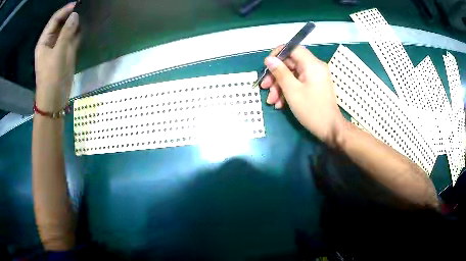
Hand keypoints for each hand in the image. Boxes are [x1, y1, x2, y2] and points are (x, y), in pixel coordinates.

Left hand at [35, 2, 79, 111]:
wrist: (54, 99)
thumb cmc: (52, 76)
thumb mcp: (59, 52)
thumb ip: (67, 32)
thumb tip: (75, 15)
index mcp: (44, 41)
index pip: (54, 20)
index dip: (65, 11)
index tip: (77, 4)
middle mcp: (50, 42)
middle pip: (61, 24)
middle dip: (71, 16)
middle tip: (84, 8)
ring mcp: (58, 48)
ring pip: (67, 31)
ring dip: (75, 24)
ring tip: (86, 15)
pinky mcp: (65, 54)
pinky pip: (71, 39)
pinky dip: (77, 33)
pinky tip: (85, 28)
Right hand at [260, 46, 344, 146]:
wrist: (331, 129)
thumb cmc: (312, 110)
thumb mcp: (292, 91)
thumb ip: (280, 73)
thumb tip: (269, 59)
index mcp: (312, 64)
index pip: (293, 48)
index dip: (278, 54)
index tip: (267, 65)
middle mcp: (315, 67)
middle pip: (291, 63)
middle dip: (276, 76)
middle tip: (265, 87)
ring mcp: (315, 77)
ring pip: (293, 75)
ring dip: (280, 86)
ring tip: (271, 101)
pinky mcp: (314, 86)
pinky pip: (298, 83)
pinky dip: (288, 91)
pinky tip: (280, 104)